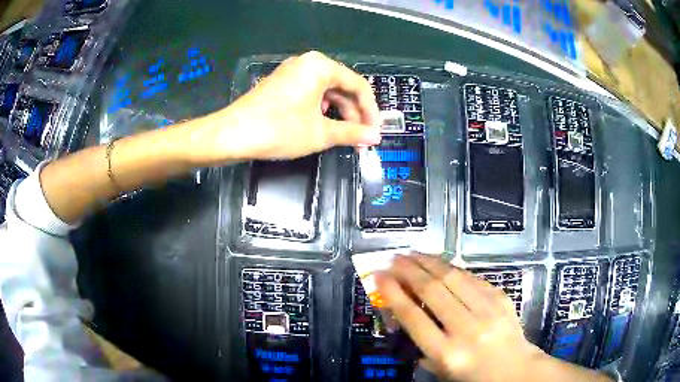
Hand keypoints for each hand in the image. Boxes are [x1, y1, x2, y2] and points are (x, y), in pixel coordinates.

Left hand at [192, 51, 380, 162]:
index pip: (358, 85)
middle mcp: (308, 63)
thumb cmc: (278, 129)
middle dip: (354, 114)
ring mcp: (292, 73)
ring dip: (338, 114)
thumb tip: (374, 137)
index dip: (370, 111)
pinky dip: (321, 111)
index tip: (374, 132)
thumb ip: (352, 133)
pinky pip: (310, 94)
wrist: (232, 134)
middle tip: (360, 139)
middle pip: (342, 87)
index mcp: (321, 66)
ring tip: (343, 137)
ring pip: (326, 92)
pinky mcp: (282, 84)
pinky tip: (322, 126)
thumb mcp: (320, 133)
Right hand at [375, 254, 544, 381]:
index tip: (380, 277)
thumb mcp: (441, 370)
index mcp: (447, 353)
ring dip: (429, 262)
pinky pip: (472, 278)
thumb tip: (406, 313)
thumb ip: (423, 346)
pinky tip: (440, 263)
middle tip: (394, 259)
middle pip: (433, 292)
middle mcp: (466, 329)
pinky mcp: (501, 298)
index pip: (414, 318)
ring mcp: (488, 310)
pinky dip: (452, 268)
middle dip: (409, 271)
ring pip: (453, 278)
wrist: (515, 369)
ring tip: (413, 254)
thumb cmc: (474, 376)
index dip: (394, 294)